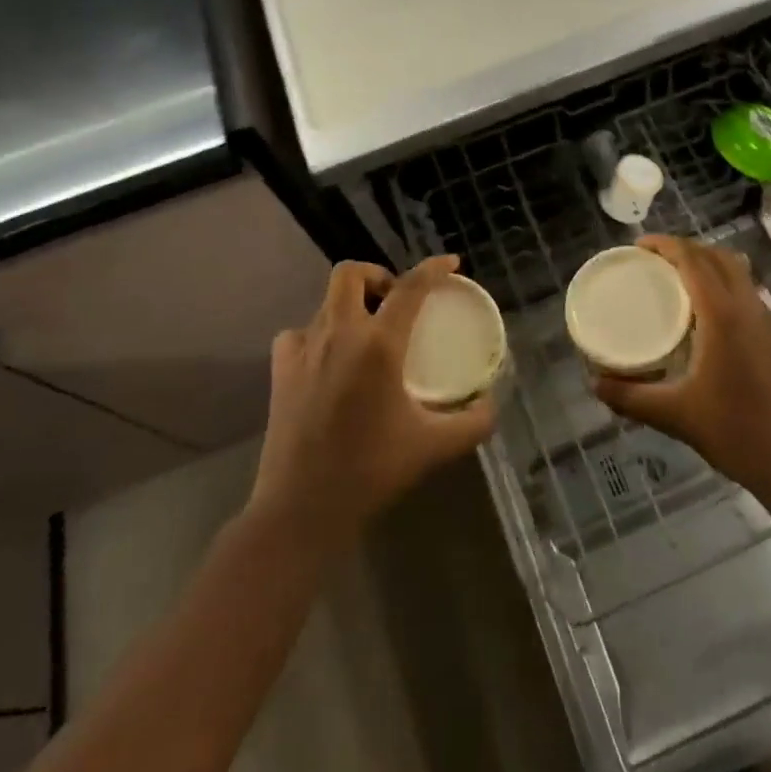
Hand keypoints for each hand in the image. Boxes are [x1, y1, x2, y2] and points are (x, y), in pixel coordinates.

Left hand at [251, 257, 495, 548]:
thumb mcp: (434, 447)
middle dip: (377, 275)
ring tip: (367, 331)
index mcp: (379, 345)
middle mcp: (339, 334)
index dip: (433, 268)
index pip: (411, 287)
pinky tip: (328, 357)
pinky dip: (316, 333)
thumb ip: (473, 422)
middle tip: (396, 300)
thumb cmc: (371, 471)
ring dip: (350, 305)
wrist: (301, 508)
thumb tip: (491, 404)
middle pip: (350, 273)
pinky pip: (297, 333)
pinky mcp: (280, 372)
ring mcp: (303, 350)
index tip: (451, 263)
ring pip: (325, 302)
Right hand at [594, 235, 770, 504]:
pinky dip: (726, 289)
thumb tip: (595, 383)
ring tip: (680, 285)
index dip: (665, 244)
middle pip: (720, 257)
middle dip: (687, 248)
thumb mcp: (675, 415)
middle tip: (656, 261)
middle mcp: (750, 309)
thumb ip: (630, 397)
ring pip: (740, 275)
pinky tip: (710, 322)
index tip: (639, 246)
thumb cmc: (735, 433)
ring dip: (710, 266)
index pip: (694, 260)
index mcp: (724, 316)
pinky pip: (750, 297)